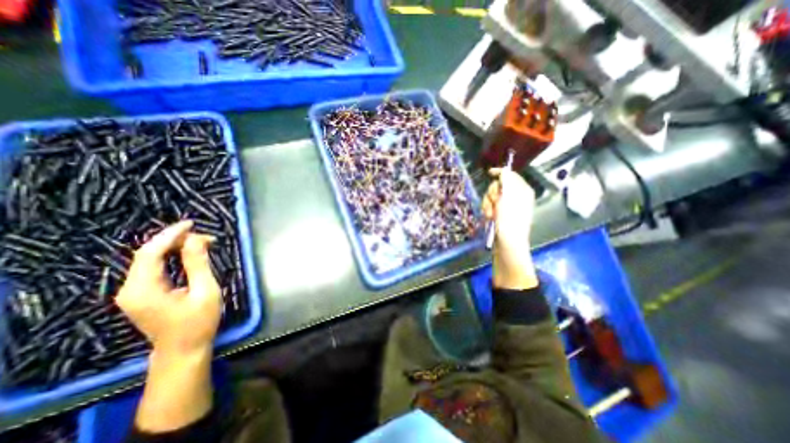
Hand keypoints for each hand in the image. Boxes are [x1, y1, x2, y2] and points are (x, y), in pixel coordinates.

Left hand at [114, 219, 219, 355]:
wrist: (183, 350)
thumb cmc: (198, 322)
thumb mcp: (204, 291)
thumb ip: (198, 264)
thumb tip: (196, 239)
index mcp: (143, 289)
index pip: (150, 252)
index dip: (170, 235)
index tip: (192, 223)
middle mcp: (129, 289)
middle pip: (147, 254)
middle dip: (176, 240)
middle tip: (205, 237)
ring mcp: (132, 293)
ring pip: (149, 260)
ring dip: (174, 248)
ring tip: (200, 243)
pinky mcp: (140, 295)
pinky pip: (152, 269)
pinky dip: (170, 257)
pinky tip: (186, 254)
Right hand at [481, 167, 536, 288]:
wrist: (507, 244)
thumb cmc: (509, 221)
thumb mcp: (509, 198)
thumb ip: (507, 181)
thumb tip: (504, 171)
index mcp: (522, 191)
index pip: (510, 176)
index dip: (500, 173)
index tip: (490, 173)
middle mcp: (515, 197)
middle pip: (498, 186)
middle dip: (492, 194)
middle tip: (494, 204)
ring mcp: (507, 207)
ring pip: (491, 197)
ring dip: (488, 204)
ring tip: (491, 215)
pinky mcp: (500, 215)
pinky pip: (489, 206)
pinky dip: (487, 211)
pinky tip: (489, 218)